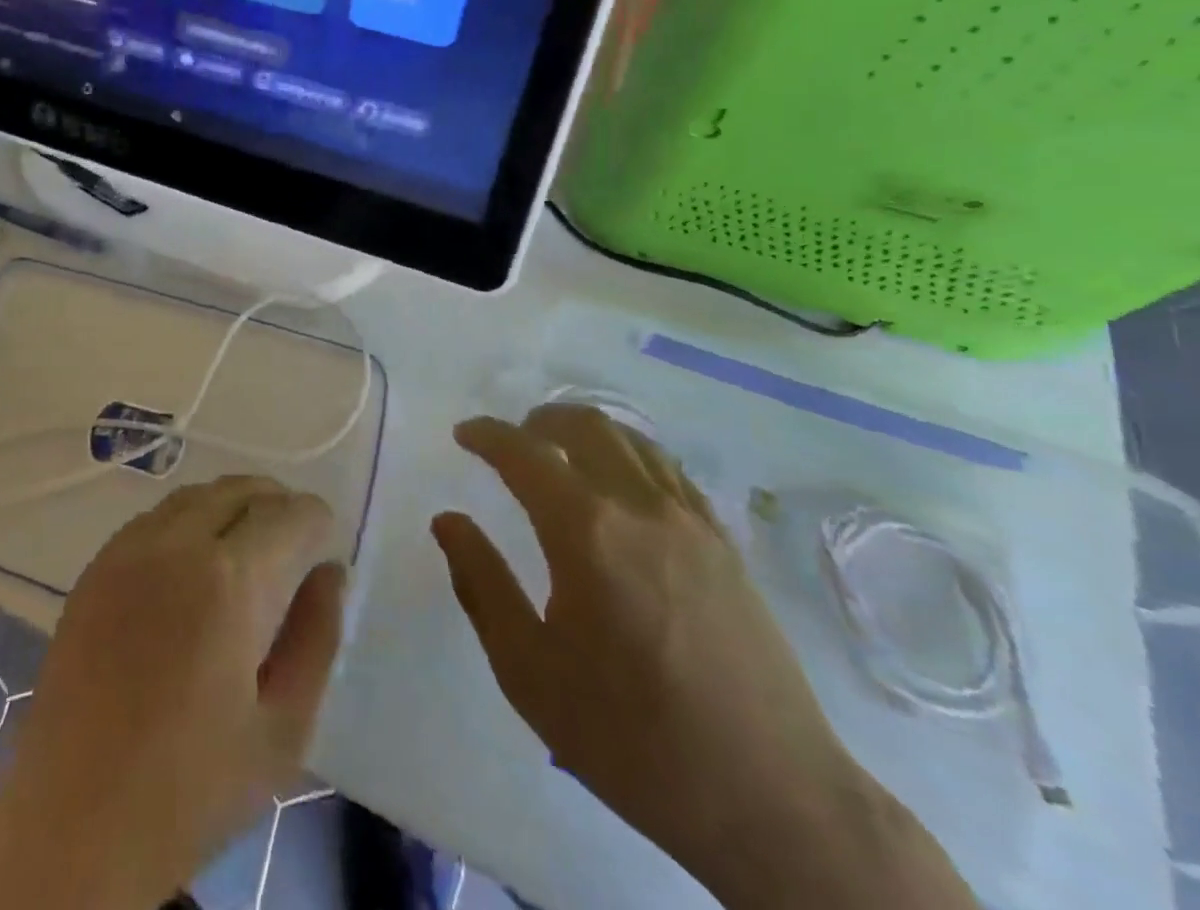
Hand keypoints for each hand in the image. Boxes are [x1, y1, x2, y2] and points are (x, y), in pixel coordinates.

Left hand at [0, 476, 344, 909]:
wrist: (74, 823)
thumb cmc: (192, 786)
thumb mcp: (283, 730)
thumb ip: (316, 638)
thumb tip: (329, 572)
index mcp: (231, 580)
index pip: (289, 514)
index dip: (316, 521)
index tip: (324, 544)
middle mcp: (177, 544)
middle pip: (241, 489)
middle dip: (277, 503)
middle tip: (293, 540)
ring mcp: (129, 549)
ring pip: (196, 495)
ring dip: (232, 504)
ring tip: (248, 544)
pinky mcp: (96, 567)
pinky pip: (155, 518)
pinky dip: (189, 520)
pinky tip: (193, 562)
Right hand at [431, 406, 973, 909]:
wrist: (773, 801)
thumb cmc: (633, 738)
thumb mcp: (529, 671)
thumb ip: (481, 584)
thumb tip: (448, 520)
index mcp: (586, 532)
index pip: (523, 454)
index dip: (487, 435)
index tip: (464, 435)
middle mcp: (640, 506)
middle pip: (584, 426)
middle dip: (538, 421)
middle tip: (512, 442)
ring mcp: (691, 520)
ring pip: (631, 439)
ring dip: (585, 432)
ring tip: (560, 454)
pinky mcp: (725, 543)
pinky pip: (668, 469)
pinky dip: (630, 455)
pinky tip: (620, 486)